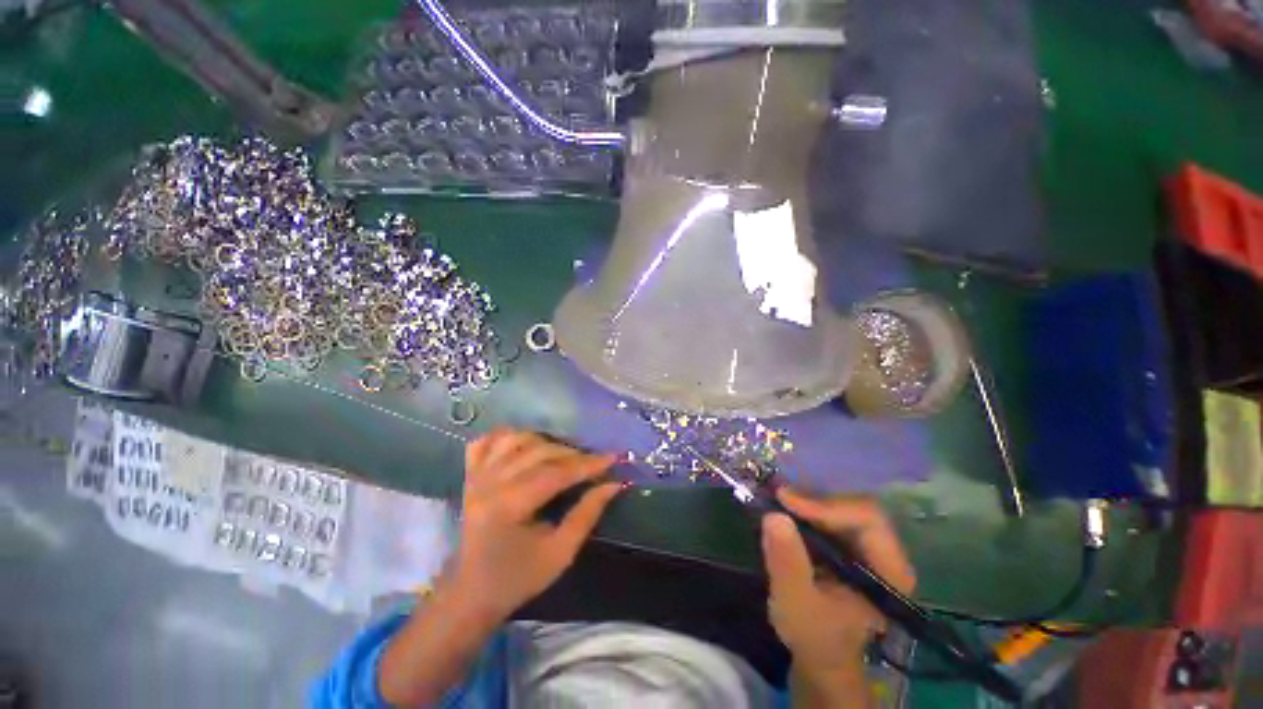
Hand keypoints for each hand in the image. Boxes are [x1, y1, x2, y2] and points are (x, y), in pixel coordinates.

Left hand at [446, 428, 623, 622]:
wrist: (470, 595)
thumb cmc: (518, 579)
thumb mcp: (560, 553)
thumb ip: (587, 514)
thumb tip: (613, 484)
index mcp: (508, 506)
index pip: (556, 473)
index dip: (587, 464)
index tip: (613, 458)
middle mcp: (489, 484)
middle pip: (538, 452)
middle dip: (572, 454)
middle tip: (594, 462)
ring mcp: (476, 477)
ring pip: (515, 439)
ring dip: (544, 442)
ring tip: (564, 455)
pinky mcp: (469, 476)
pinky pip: (485, 442)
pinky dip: (506, 436)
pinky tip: (524, 444)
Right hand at [762, 489, 915, 674]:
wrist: (820, 653)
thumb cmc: (814, 635)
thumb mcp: (795, 603)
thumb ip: (787, 562)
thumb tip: (774, 515)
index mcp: (889, 571)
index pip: (867, 519)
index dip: (827, 505)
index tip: (786, 502)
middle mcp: (885, 552)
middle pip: (855, 506)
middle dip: (815, 498)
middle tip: (778, 496)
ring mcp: (868, 546)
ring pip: (842, 504)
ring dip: (809, 499)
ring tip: (777, 499)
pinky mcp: (849, 543)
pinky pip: (831, 512)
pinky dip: (807, 506)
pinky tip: (785, 507)